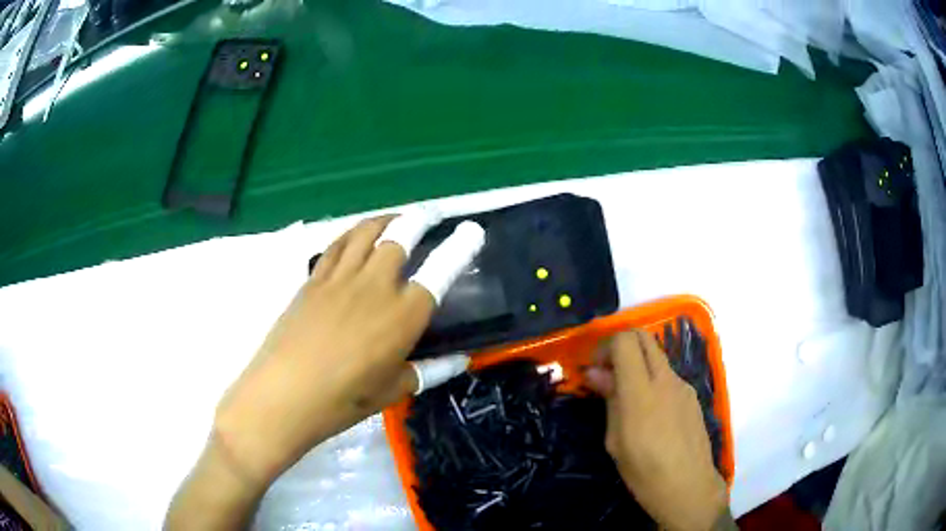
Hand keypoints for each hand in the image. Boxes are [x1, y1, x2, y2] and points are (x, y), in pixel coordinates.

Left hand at [214, 214, 478, 484]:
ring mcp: (340, 278)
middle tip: (432, 214)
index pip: (440, 271)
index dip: (461, 247)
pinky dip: (352, 234)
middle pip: (401, 235)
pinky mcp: (314, 280)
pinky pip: (337, 245)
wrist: (284, 395)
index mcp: (403, 315)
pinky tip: (356, 236)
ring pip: (367, 232)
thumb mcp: (393, 390)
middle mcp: (375, 286)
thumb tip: (460, 361)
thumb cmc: (343, 400)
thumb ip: (429, 370)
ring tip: (397, 218)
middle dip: (422, 218)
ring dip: (387, 219)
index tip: (473, 230)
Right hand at [585, 330, 728, 530]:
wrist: (689, 486)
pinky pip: (668, 375)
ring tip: (626, 398)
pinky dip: (652, 379)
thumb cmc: (644, 471)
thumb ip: (609, 400)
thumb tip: (595, 373)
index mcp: (641, 391)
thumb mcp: (615, 440)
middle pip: (643, 336)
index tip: (595, 370)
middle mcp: (665, 379)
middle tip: (608, 373)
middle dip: (621, 345)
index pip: (625, 340)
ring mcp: (683, 385)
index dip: (606, 347)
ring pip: (657, 356)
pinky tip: (649, 412)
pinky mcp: (692, 395)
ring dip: (638, 363)